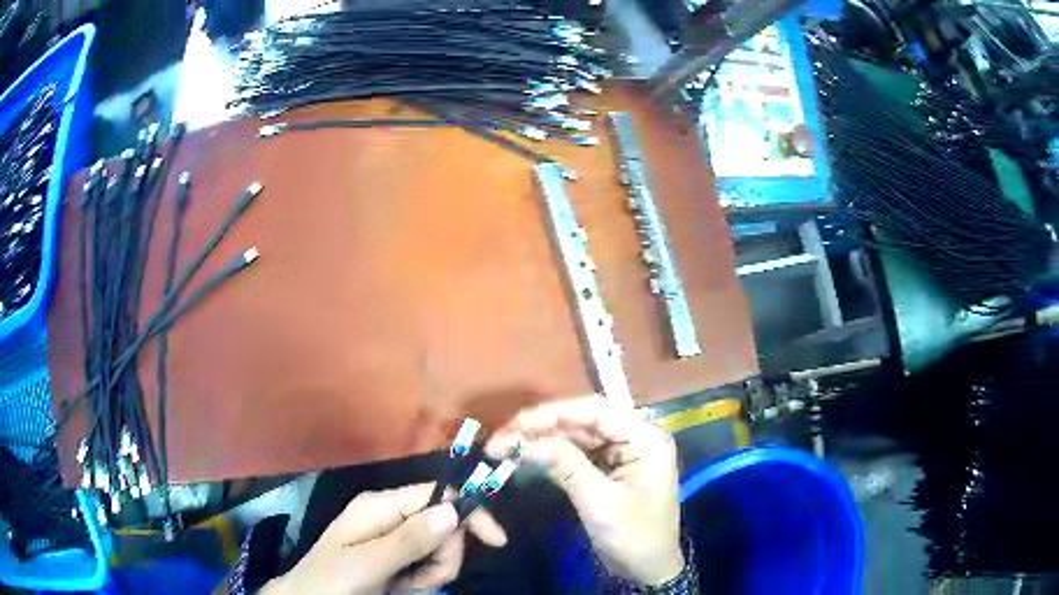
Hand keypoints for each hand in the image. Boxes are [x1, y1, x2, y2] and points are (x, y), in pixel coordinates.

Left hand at [262, 483, 506, 594]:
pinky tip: (403, 589)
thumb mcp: (368, 564)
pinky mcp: (394, 556)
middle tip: (422, 582)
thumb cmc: (331, 582)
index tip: (496, 542)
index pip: (437, 495)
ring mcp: (391, 537)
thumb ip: (409, 540)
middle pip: (444, 525)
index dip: (469, 512)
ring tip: (406, 588)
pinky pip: (426, 563)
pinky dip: (424, 579)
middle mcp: (388, 515)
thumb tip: (454, 510)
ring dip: (434, 572)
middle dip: (444, 555)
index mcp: (379, 506)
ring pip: (439, 547)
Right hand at [486, 396, 683, 586]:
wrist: (647, 570)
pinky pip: (575, 453)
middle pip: (583, 420)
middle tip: (501, 438)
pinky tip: (524, 457)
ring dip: (541, 440)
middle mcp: (635, 436)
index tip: (514, 424)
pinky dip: (549, 455)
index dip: (552, 413)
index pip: (595, 411)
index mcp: (646, 437)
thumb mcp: (600, 503)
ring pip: (575, 435)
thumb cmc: (634, 537)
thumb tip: (523, 440)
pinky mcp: (607, 468)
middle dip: (541, 427)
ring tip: (504, 446)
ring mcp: (620, 452)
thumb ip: (565, 466)